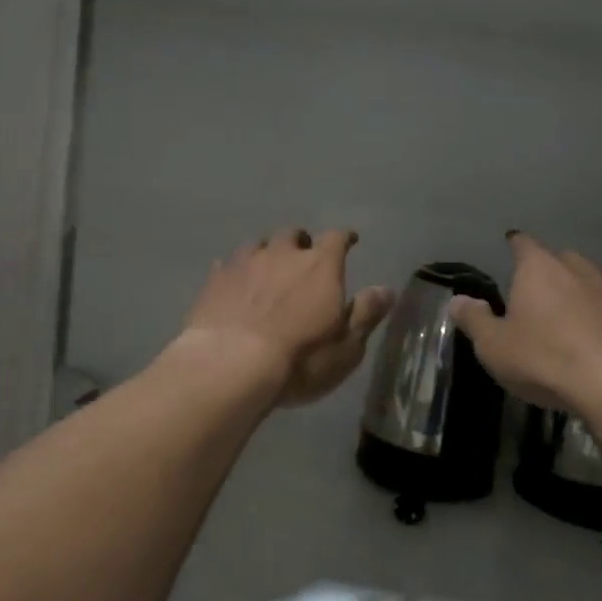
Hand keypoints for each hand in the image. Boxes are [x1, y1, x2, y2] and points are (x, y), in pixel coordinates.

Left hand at [180, 227, 394, 406]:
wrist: (230, 365)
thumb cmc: (300, 359)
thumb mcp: (346, 346)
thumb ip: (366, 314)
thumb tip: (386, 290)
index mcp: (321, 266)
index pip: (336, 238)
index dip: (344, 238)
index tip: (349, 240)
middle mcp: (282, 254)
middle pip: (293, 235)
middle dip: (300, 243)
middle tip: (303, 257)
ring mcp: (244, 263)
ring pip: (257, 244)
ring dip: (266, 252)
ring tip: (267, 267)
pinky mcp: (215, 280)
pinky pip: (227, 264)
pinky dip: (235, 271)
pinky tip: (234, 283)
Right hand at [449, 232, 601, 416]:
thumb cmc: (544, 358)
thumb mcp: (494, 345)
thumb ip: (474, 319)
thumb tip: (458, 300)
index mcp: (539, 267)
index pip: (523, 243)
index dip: (515, 245)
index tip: (509, 247)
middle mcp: (577, 269)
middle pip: (559, 259)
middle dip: (546, 269)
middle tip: (532, 289)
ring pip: (587, 283)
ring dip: (574, 294)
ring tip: (561, 316)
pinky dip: (595, 318)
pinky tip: (589, 341)